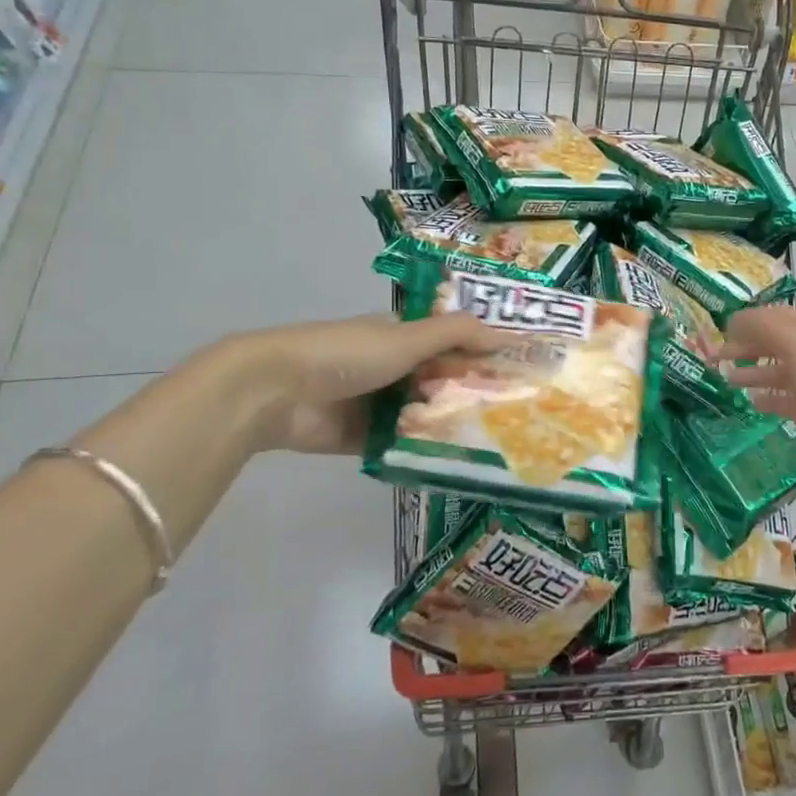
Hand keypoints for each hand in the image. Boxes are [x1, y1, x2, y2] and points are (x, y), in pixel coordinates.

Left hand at [221, 314, 514, 454]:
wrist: (277, 392)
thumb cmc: (347, 354)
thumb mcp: (408, 337)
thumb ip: (458, 334)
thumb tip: (509, 334)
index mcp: (401, 336)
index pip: (451, 343)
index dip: (481, 354)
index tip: (517, 372)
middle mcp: (392, 367)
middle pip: (440, 381)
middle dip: (471, 394)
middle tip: (515, 413)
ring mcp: (378, 404)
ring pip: (424, 414)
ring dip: (450, 424)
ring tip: (496, 441)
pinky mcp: (365, 437)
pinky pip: (402, 444)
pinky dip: (423, 450)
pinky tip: (460, 461)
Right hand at [720, 306, 795, 480]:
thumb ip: (764, 328)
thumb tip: (734, 322)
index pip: (779, 317)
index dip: (751, 321)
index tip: (722, 331)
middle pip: (777, 344)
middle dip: (747, 348)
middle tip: (717, 359)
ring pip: (780, 372)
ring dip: (753, 373)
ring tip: (727, 380)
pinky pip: (786, 399)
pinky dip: (768, 398)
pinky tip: (751, 402)